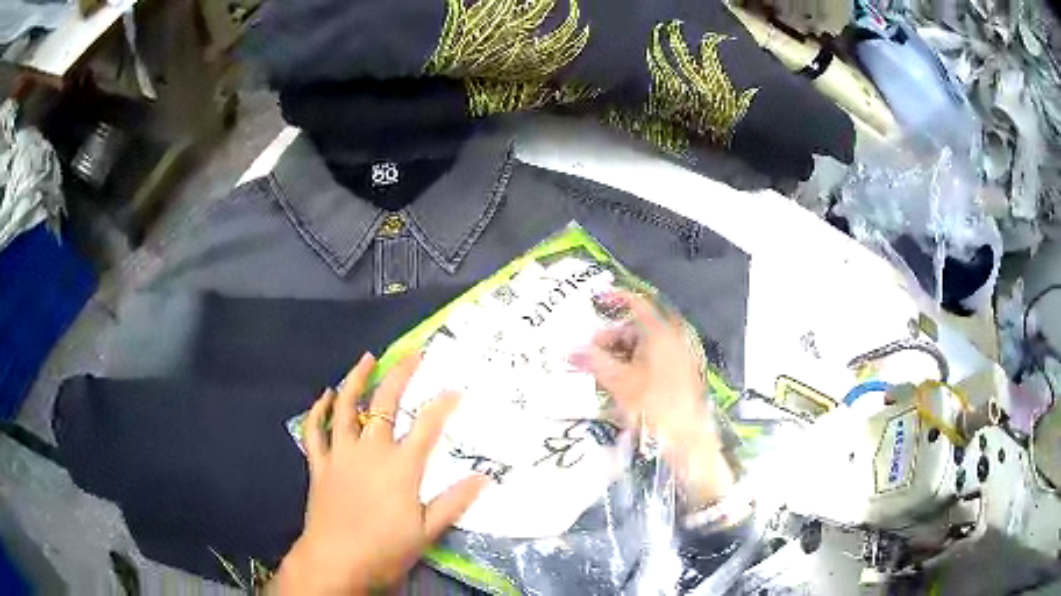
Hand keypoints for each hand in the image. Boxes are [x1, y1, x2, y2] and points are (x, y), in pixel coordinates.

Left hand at [271, 352, 488, 593]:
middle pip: (385, 403)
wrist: (336, 560)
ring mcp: (341, 454)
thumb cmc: (385, 549)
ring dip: (355, 379)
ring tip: (367, 358)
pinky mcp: (320, 463)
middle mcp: (370, 450)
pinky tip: (325, 395)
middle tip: (413, 355)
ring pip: (346, 406)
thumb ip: (454, 502)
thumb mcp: (427, 531)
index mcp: (400, 467)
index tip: (455, 389)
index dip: (443, 405)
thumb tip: (485, 477)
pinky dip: (318, 410)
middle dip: (401, 375)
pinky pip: (315, 430)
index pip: (426, 426)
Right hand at [572, 292, 733, 504]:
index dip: (615, 298)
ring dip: (622, 352)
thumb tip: (571, 352)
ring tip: (602, 370)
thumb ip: (594, 363)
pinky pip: (654, 359)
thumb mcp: (619, 383)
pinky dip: (635, 363)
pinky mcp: (681, 375)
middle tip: (591, 351)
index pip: (637, 304)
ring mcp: (680, 357)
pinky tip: (621, 381)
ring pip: (646, 346)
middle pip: (639, 328)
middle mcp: (674, 339)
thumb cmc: (654, 406)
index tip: (596, 300)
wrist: (687, 438)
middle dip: (612, 336)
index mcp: (661, 334)